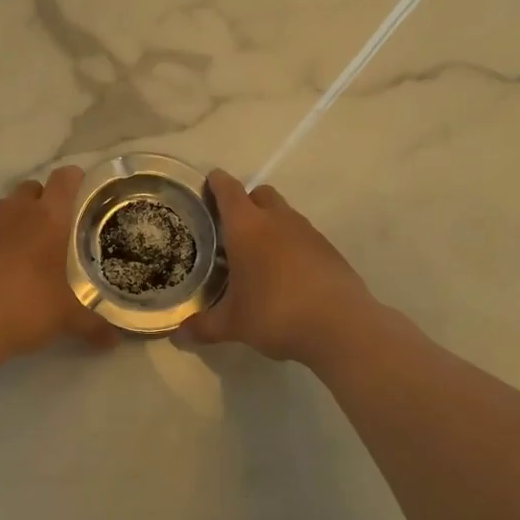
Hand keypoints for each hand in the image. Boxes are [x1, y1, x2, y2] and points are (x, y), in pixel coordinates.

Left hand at [0, 165, 115, 364]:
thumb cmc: (24, 309)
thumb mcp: (66, 319)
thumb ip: (93, 324)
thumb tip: (115, 340)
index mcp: (47, 218)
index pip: (65, 179)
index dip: (74, 181)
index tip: (80, 193)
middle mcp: (12, 210)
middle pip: (30, 189)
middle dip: (39, 203)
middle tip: (47, 235)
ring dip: (7, 224)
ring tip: (12, 257)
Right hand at [181, 170, 376, 364]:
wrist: (341, 326)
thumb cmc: (275, 314)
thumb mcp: (233, 324)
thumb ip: (204, 326)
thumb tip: (178, 336)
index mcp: (247, 227)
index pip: (228, 190)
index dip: (216, 182)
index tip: (208, 183)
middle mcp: (277, 220)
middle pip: (260, 194)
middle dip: (246, 202)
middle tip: (232, 228)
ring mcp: (307, 232)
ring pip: (284, 214)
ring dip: (271, 225)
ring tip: (259, 256)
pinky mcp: (329, 249)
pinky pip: (303, 236)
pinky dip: (292, 246)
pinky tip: (287, 276)